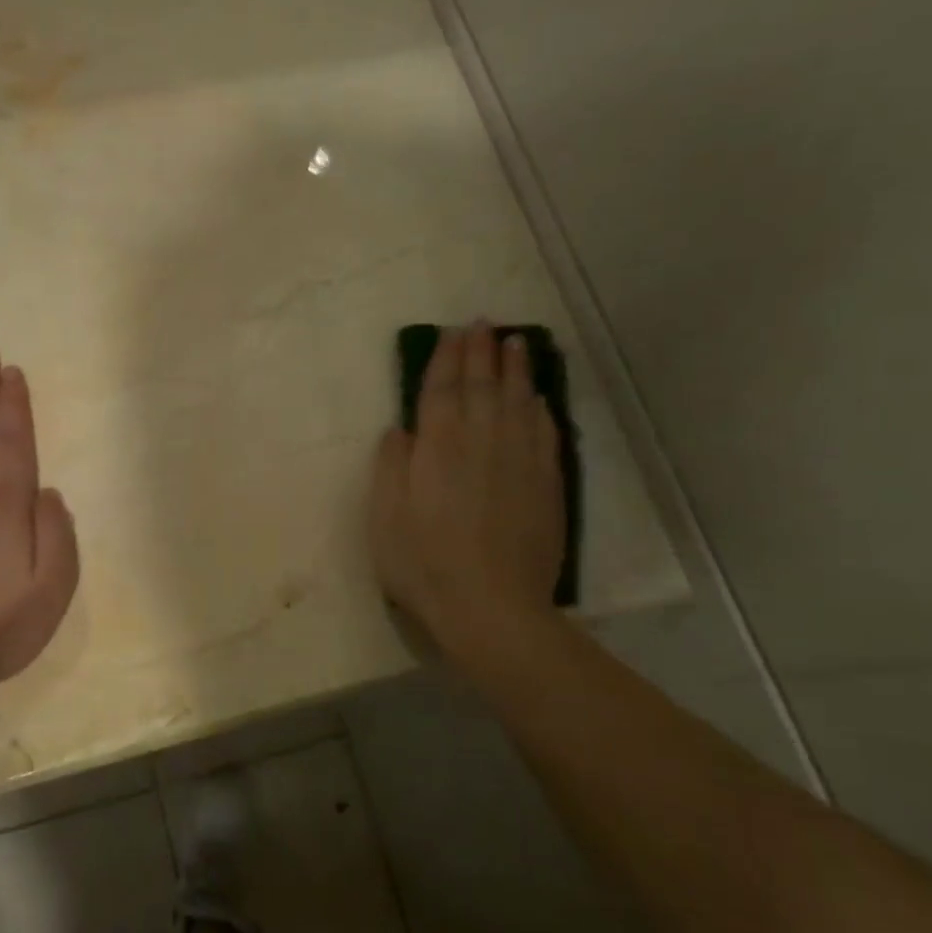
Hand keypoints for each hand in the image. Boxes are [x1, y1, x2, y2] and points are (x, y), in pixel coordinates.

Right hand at [371, 323, 565, 658]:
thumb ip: (391, 466)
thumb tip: (401, 429)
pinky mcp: (546, 484)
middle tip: (482, 325)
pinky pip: (545, 433)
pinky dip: (540, 409)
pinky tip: (538, 398)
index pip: (442, 390)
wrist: (492, 607)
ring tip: (515, 343)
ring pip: (518, 402)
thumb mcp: (384, 518)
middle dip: (480, 352)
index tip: (451, 333)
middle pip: (482, 386)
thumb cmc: (423, 564)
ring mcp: (519, 461)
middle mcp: (481, 442)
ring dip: (515, 369)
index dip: (445, 359)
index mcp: (438, 447)